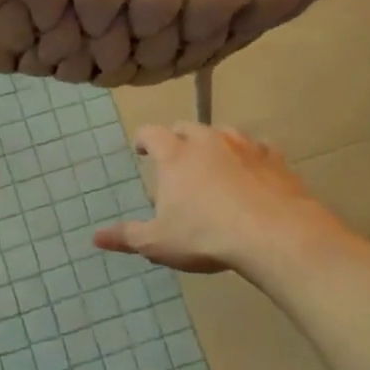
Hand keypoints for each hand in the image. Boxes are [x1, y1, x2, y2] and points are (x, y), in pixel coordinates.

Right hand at [93, 122, 337, 275]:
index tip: (141, 149)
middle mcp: (207, 141)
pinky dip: (251, 156)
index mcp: (175, 156)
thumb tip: (95, 237)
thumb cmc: (205, 235)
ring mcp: (244, 146)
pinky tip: (253, 171)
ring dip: (214, 142)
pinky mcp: (274, 159)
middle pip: (187, 127)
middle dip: (177, 138)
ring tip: (213, 161)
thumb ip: (127, 236)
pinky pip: (259, 148)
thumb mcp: (158, 242)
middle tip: (175, 156)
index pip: (151, 133)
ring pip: (224, 132)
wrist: (272, 234)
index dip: (143, 139)